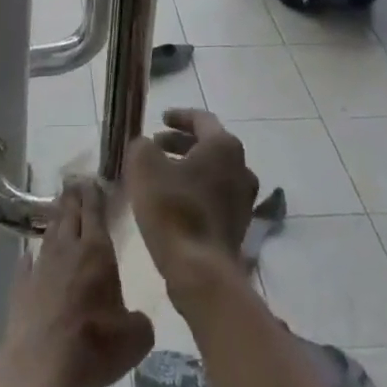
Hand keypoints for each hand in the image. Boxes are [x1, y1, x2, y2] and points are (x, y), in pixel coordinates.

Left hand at [4, 180, 152, 386]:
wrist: (41, 366)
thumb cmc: (95, 345)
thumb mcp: (134, 338)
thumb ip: (139, 322)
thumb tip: (136, 321)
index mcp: (97, 252)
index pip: (94, 213)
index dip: (93, 196)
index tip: (90, 180)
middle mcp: (67, 251)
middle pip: (69, 217)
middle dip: (72, 199)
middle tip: (72, 182)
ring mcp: (40, 269)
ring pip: (49, 237)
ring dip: (54, 222)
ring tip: (57, 211)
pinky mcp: (20, 291)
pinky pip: (26, 267)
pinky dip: (29, 259)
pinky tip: (28, 257)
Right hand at [125, 109, 259, 299]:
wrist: (201, 270)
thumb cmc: (173, 209)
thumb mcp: (144, 166)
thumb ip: (141, 146)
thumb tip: (145, 146)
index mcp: (223, 146)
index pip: (201, 119)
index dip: (179, 116)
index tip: (160, 119)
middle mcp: (241, 167)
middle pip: (209, 145)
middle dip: (180, 143)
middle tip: (155, 146)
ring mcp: (244, 198)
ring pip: (213, 172)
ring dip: (188, 167)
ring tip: (162, 174)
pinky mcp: (239, 225)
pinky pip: (216, 196)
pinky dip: (196, 190)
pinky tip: (175, 201)